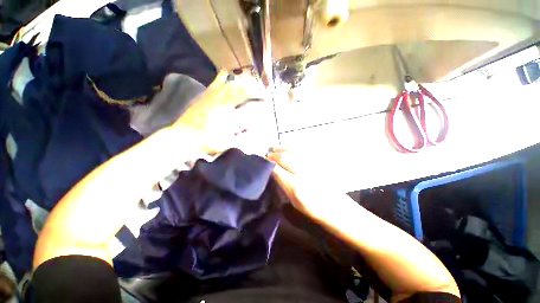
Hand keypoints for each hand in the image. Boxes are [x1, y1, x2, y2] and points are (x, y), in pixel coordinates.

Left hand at [173, 70, 264, 153]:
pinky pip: (214, 84)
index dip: (258, 99)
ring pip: (228, 84)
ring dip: (240, 83)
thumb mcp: (227, 142)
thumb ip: (242, 138)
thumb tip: (254, 131)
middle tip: (260, 91)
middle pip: (239, 91)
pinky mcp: (204, 96)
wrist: (183, 137)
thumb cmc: (207, 141)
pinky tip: (225, 71)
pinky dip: (221, 77)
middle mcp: (221, 101)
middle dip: (252, 90)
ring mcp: (212, 97)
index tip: (266, 99)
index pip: (247, 103)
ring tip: (249, 82)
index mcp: (227, 112)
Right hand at [267, 148, 351, 221]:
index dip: (268, 164)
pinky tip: (289, 148)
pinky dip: (293, 148)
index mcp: (296, 187)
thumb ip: (283, 186)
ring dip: (282, 149)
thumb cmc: (315, 210)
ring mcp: (314, 165)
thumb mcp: (294, 202)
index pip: (277, 170)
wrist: (339, 208)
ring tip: (275, 148)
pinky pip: (303, 150)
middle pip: (284, 158)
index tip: (262, 162)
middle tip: (268, 155)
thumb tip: (274, 173)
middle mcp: (304, 173)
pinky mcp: (320, 162)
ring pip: (293, 151)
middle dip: (273, 155)